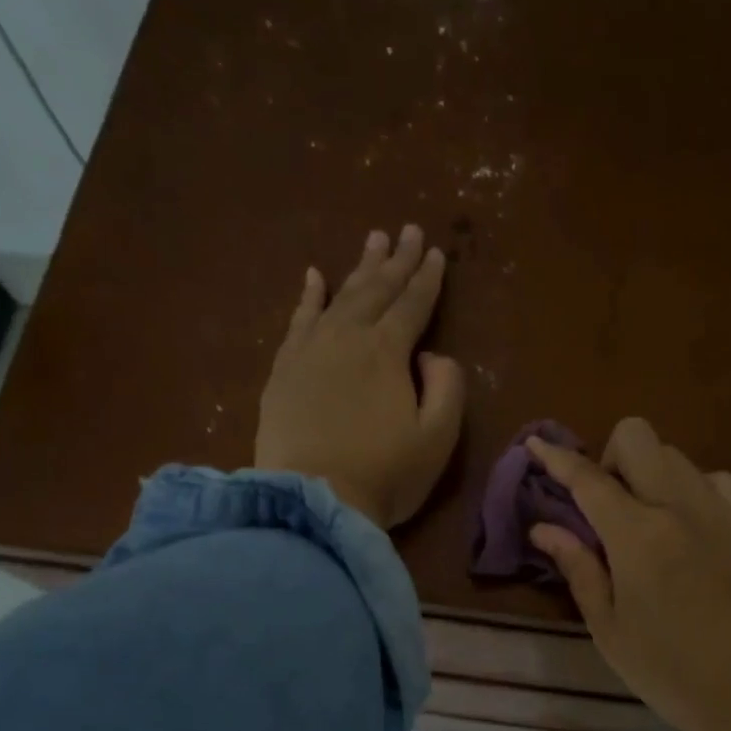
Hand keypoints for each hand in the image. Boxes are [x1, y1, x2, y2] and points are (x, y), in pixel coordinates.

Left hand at [255, 226, 465, 528]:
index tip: (435, 252)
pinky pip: (298, 319)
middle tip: (406, 229)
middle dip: (396, 260)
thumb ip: (447, 387)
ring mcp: (310, 350)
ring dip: (358, 268)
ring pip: (339, 296)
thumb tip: (430, 356)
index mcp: (388, 352)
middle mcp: (348, 338)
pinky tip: (313, 276)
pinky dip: (308, 296)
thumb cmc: (385, 475)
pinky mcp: (283, 369)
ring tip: (372, 241)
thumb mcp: (438, 438)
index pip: (413, 304)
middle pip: (376, 290)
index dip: (427, 278)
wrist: (312, 500)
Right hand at [526, 418, 730, 730]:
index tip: (537, 444)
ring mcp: (720, 510)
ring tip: (648, 518)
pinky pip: (715, 479)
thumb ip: (578, 566)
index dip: (557, 458)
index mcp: (637, 535)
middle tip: (607, 505)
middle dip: (611, 457)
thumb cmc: (667, 668)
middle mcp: (679, 506)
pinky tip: (689, 524)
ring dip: (650, 473)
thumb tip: (543, 528)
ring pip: (676, 454)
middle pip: (637, 436)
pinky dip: (692, 489)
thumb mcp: (608, 626)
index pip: (588, 478)